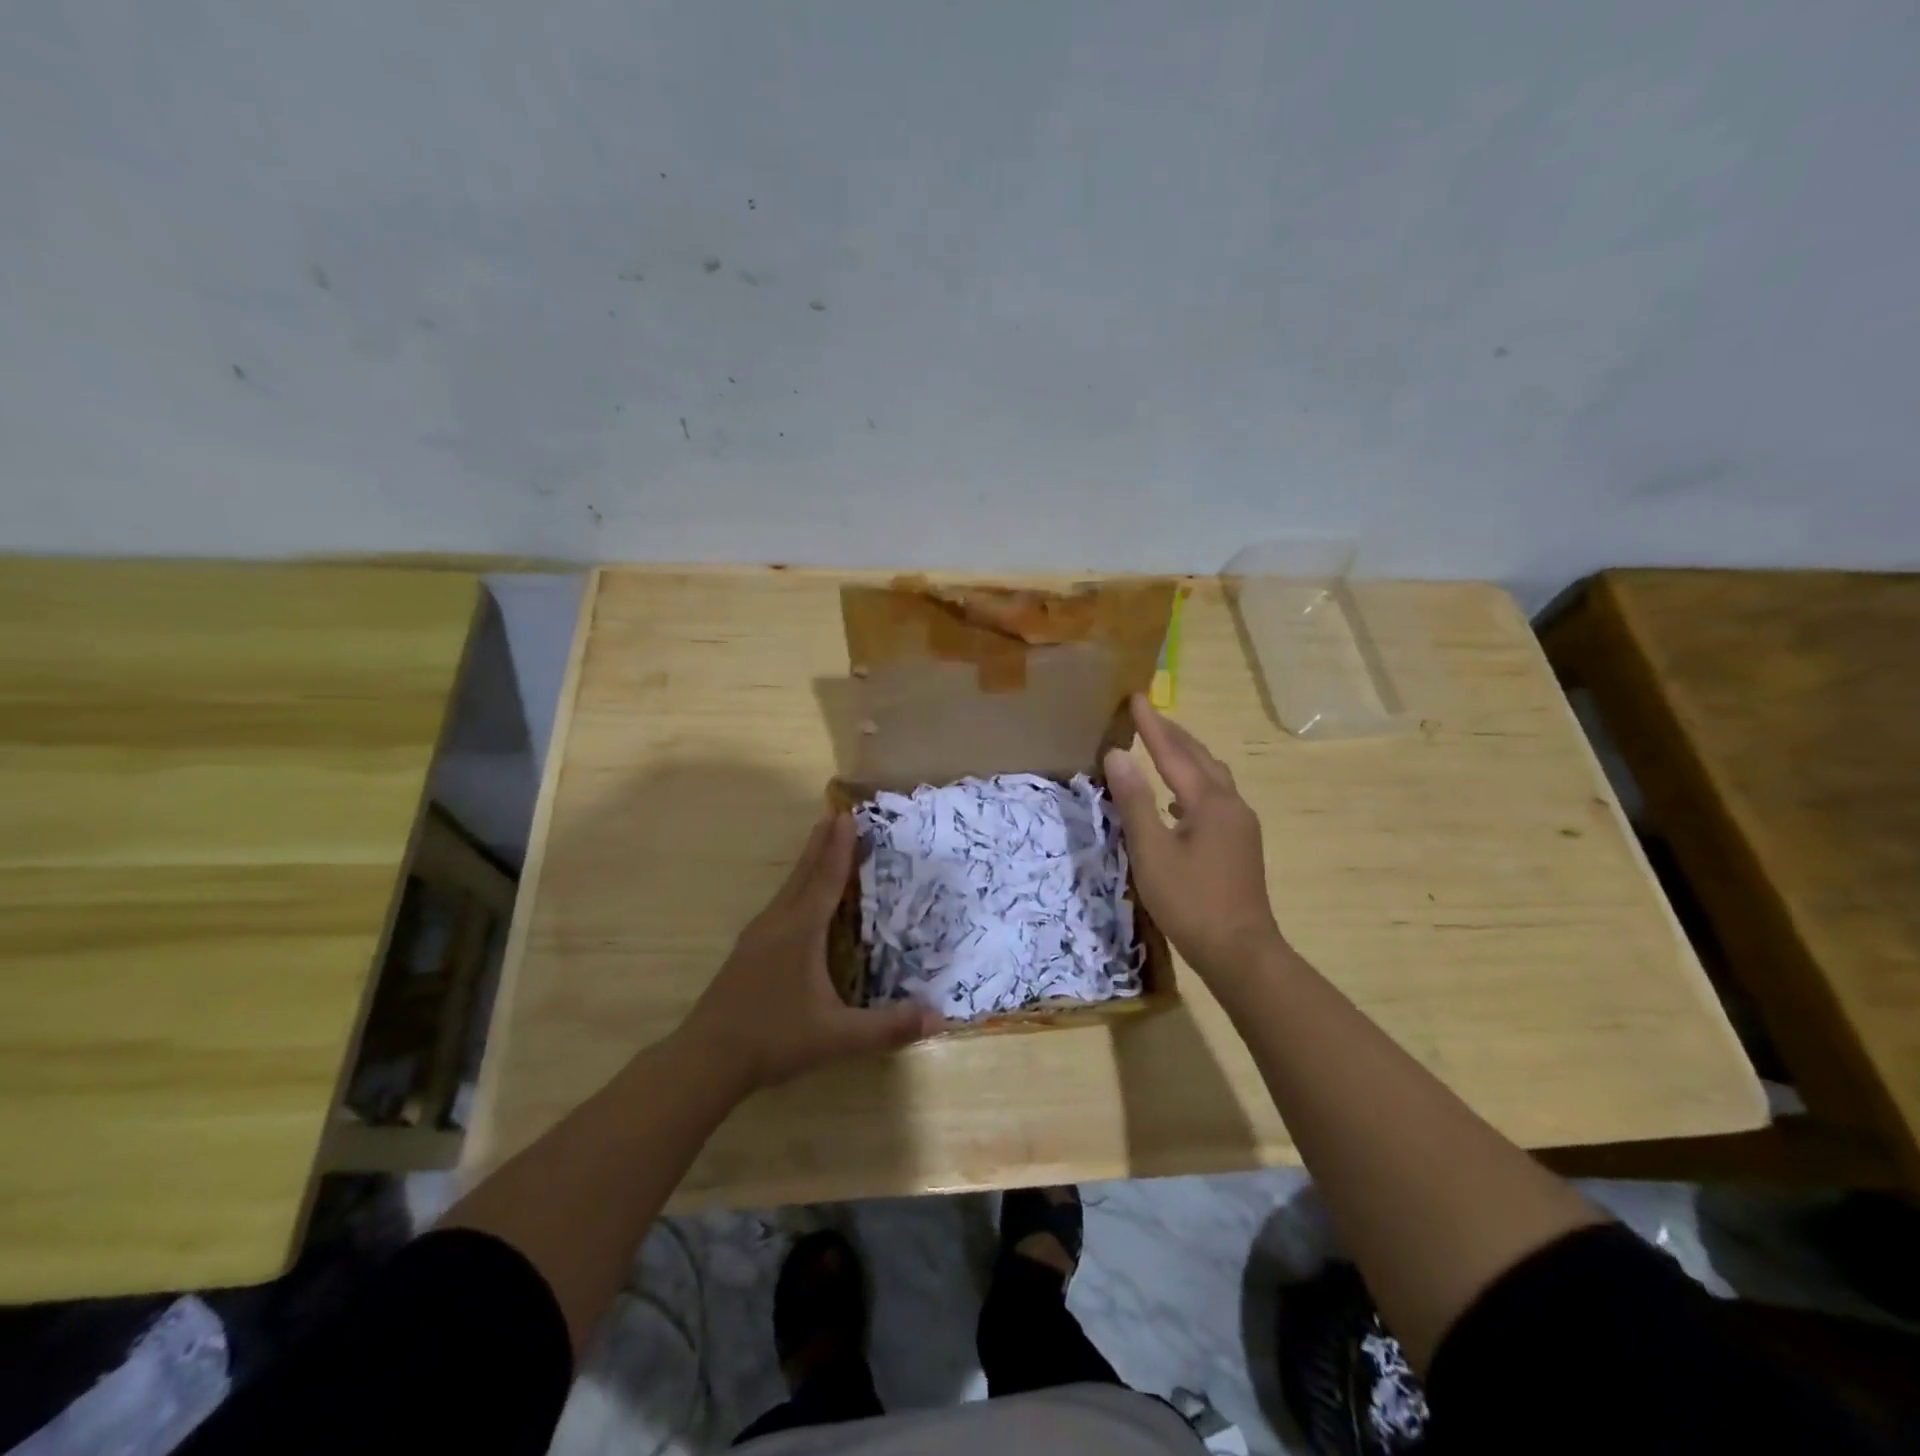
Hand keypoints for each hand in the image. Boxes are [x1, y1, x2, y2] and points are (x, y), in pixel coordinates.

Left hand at [680, 812, 939, 1091]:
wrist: (706, 1058)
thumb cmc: (774, 1038)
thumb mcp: (837, 1037)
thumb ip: (888, 1027)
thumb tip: (939, 1017)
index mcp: (801, 931)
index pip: (826, 879)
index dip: (839, 847)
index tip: (847, 815)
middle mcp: (778, 923)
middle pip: (804, 874)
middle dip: (821, 844)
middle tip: (834, 815)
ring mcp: (757, 937)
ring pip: (788, 889)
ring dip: (807, 864)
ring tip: (820, 847)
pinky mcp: (747, 952)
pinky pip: (780, 906)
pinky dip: (796, 888)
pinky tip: (798, 903)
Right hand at [1104, 694, 1289, 991]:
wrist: (1240, 951)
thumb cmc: (1190, 901)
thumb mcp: (1152, 851)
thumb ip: (1134, 801)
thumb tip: (1118, 755)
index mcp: (1209, 802)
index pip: (1174, 752)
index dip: (1152, 725)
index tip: (1136, 697)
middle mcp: (1230, 804)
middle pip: (1200, 758)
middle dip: (1173, 734)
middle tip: (1148, 714)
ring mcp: (1241, 825)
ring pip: (1212, 777)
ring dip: (1186, 757)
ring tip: (1162, 747)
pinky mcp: (1241, 844)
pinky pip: (1215, 797)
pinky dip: (1193, 784)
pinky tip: (1177, 799)